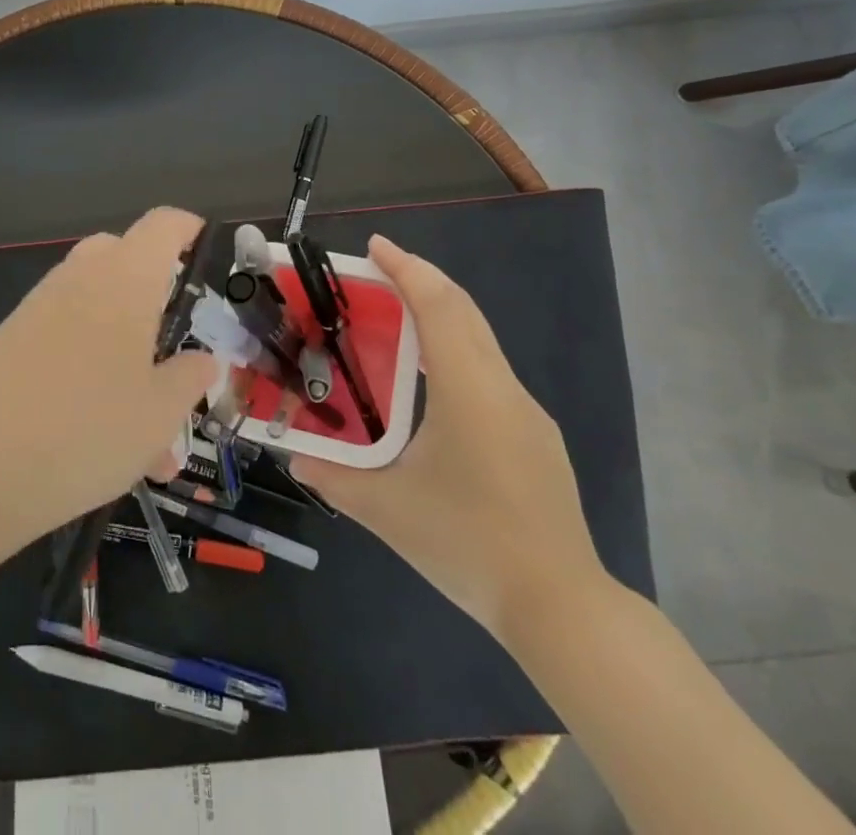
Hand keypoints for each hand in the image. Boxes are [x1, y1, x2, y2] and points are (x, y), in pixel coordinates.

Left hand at [0, 207, 219, 553]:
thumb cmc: (84, 429)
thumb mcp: (158, 414)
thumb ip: (188, 380)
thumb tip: (202, 360)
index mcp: (124, 278)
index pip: (163, 225)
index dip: (189, 229)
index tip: (208, 253)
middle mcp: (78, 280)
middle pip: (121, 257)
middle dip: (153, 290)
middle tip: (173, 342)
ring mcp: (37, 310)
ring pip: (94, 308)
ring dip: (125, 352)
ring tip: (149, 440)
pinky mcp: (7, 344)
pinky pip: (63, 341)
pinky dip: (90, 374)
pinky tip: (101, 444)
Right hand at [290, 235, 605, 642]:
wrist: (562, 607)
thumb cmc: (468, 544)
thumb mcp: (388, 510)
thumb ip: (333, 477)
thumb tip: (293, 457)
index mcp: (469, 390)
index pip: (438, 306)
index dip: (407, 268)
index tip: (375, 246)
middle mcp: (502, 387)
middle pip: (463, 311)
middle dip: (421, 280)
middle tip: (376, 272)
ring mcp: (526, 413)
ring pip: (480, 340)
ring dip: (439, 315)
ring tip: (394, 320)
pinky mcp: (535, 438)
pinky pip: (489, 371)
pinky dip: (455, 351)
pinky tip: (430, 386)